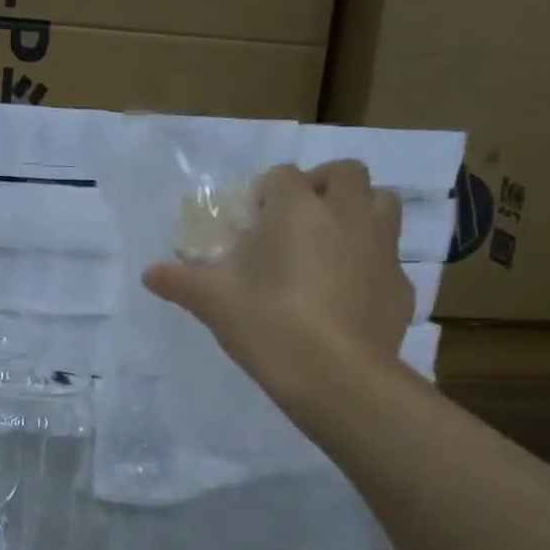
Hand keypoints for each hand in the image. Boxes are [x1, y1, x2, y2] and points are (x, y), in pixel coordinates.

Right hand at [142, 161, 412, 394]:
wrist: (334, 376)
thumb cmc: (266, 323)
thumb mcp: (210, 301)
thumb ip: (178, 281)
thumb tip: (149, 274)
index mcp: (297, 208)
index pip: (281, 176)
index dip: (264, 194)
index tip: (250, 222)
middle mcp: (346, 214)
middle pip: (345, 173)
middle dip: (321, 186)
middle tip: (297, 219)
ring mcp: (381, 247)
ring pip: (382, 202)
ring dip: (357, 210)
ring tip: (330, 243)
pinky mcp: (400, 284)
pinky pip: (387, 257)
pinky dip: (368, 263)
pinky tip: (346, 294)